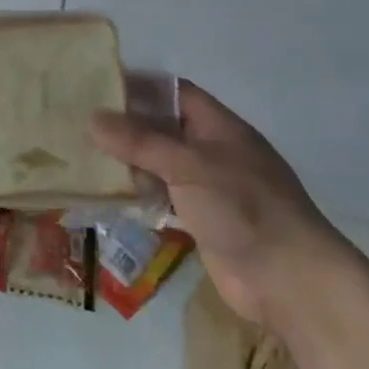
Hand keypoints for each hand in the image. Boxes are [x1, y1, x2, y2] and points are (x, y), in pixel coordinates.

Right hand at [92, 81, 354, 329]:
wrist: (289, 282)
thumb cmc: (243, 207)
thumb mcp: (188, 165)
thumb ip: (140, 141)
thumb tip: (93, 117)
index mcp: (218, 126)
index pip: (173, 92)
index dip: (138, 86)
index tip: (97, 86)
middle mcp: (212, 151)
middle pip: (162, 128)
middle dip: (125, 126)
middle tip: (78, 122)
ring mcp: (208, 187)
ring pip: (159, 164)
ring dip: (128, 162)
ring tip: (84, 156)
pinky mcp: (201, 221)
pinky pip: (162, 198)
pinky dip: (138, 195)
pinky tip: (107, 195)